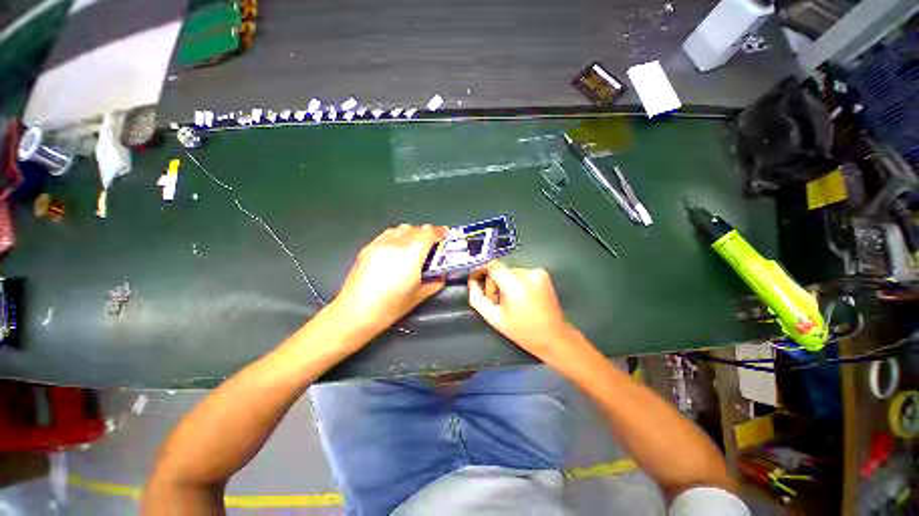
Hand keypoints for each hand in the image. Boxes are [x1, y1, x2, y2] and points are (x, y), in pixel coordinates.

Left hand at [331, 224, 447, 333]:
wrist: (355, 312)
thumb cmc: (390, 306)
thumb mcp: (418, 296)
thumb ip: (434, 283)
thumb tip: (442, 277)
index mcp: (412, 254)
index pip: (429, 233)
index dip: (439, 231)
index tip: (445, 234)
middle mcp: (397, 243)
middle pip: (416, 228)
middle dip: (427, 233)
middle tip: (433, 242)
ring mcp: (381, 243)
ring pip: (401, 228)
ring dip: (412, 232)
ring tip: (415, 243)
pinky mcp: (368, 247)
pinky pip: (388, 234)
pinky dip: (398, 236)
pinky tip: (397, 247)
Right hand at [468, 260, 579, 363]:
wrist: (554, 337)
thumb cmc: (523, 332)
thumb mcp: (495, 319)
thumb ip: (478, 299)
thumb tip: (471, 282)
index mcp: (516, 284)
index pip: (492, 265)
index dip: (480, 269)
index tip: (474, 278)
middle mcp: (528, 273)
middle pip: (500, 270)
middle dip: (494, 284)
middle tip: (497, 302)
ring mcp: (537, 272)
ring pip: (509, 272)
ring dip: (505, 284)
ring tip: (510, 302)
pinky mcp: (542, 274)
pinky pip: (520, 274)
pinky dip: (516, 283)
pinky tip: (521, 298)